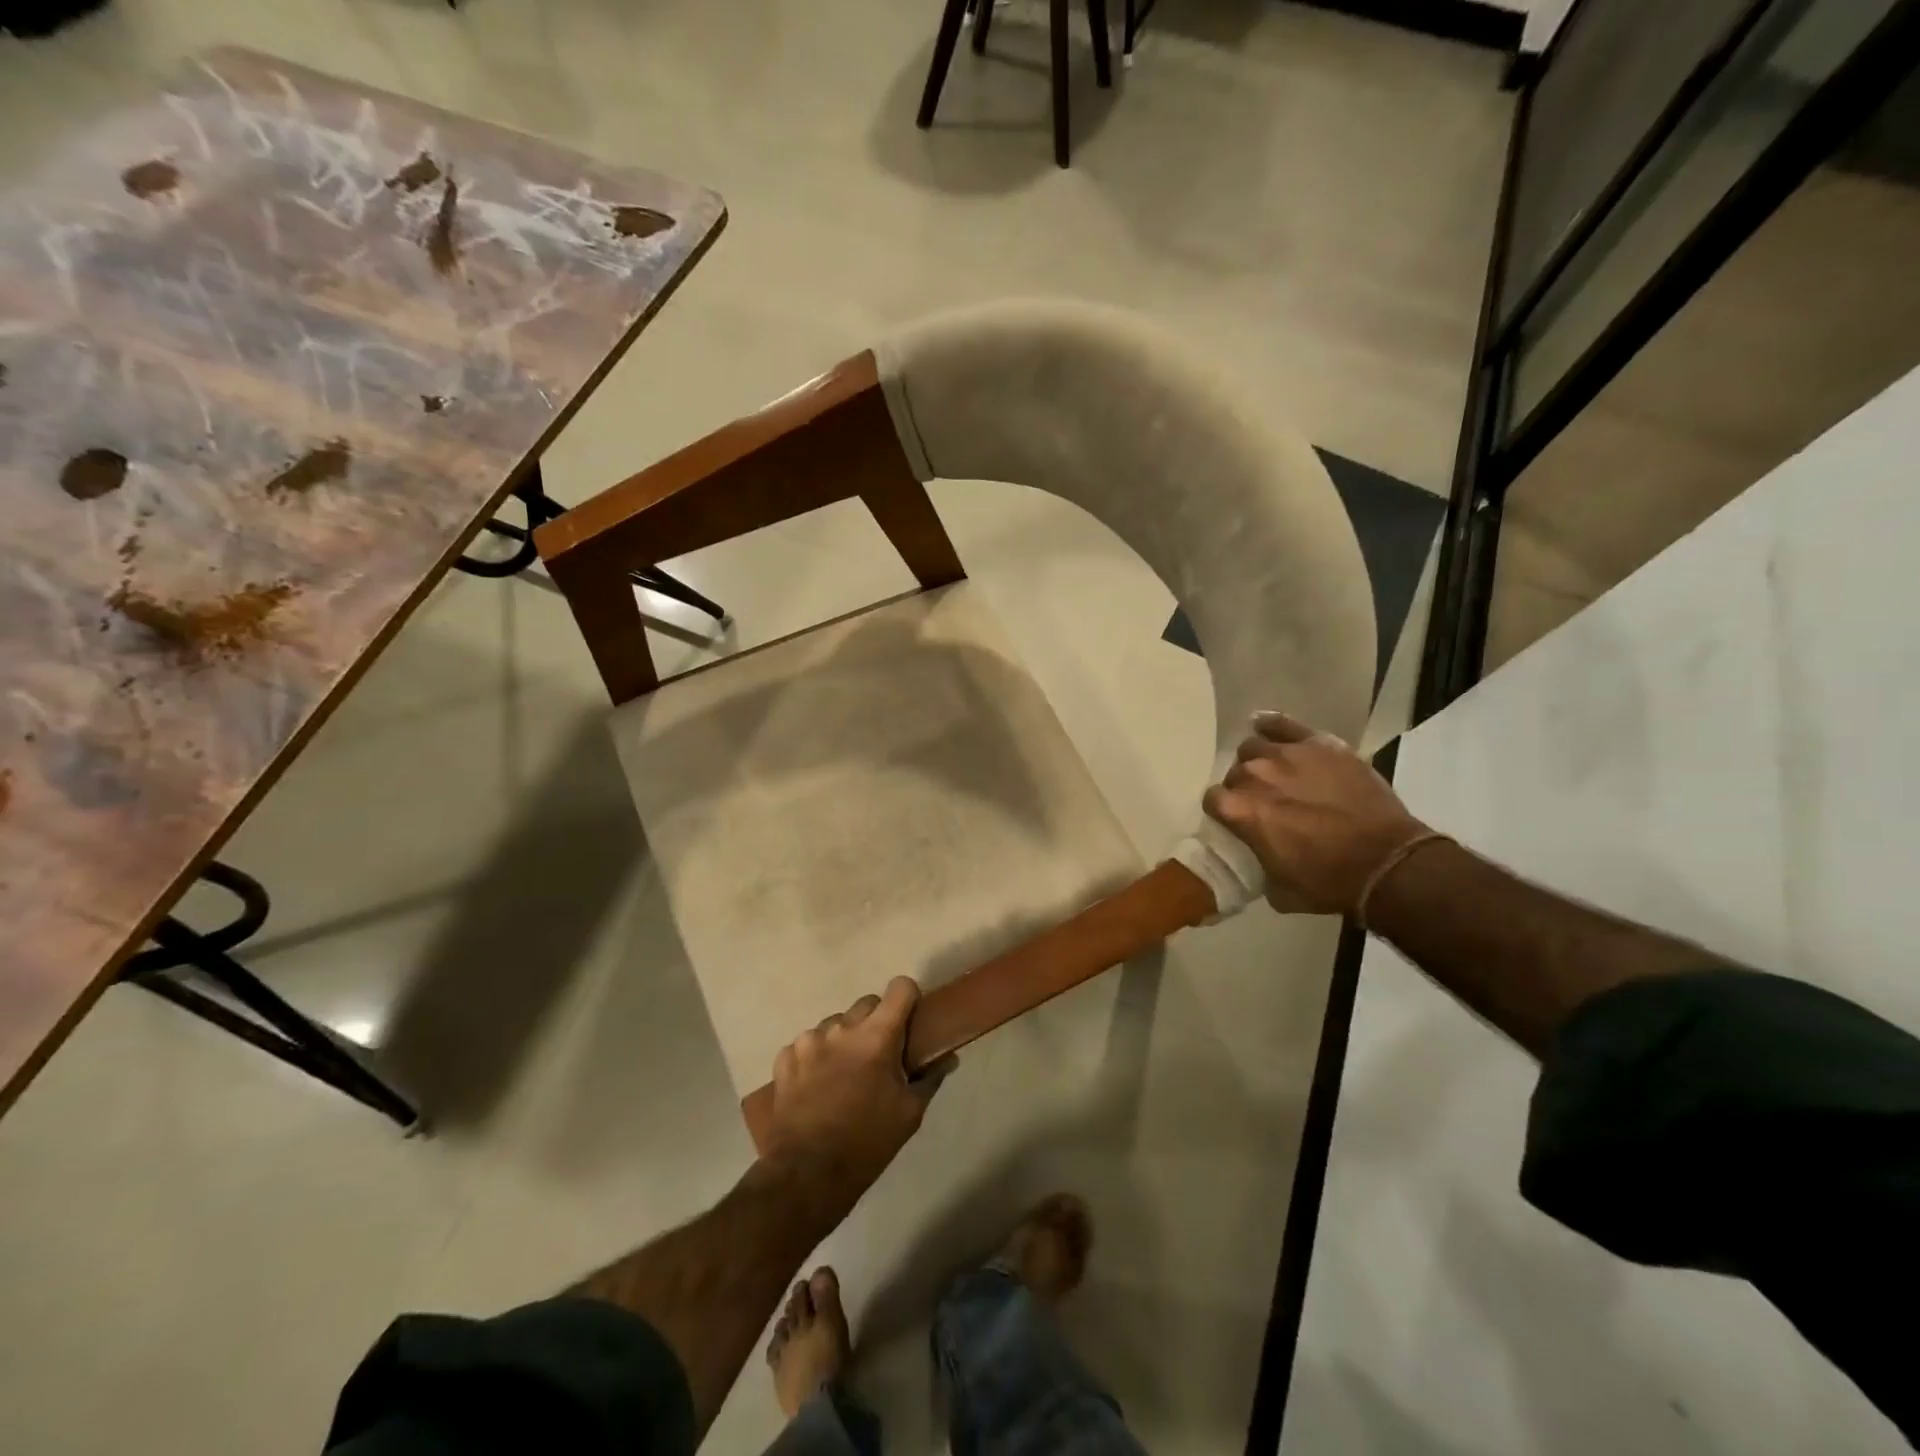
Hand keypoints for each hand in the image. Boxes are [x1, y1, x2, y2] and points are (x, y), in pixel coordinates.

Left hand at [762, 978, 951, 1220]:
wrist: (807, 1175)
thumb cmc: (868, 1142)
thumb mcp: (909, 1113)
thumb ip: (930, 1077)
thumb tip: (949, 1057)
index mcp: (877, 1035)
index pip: (900, 987)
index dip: (908, 999)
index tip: (910, 1021)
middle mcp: (841, 1027)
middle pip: (867, 1003)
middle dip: (877, 1022)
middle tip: (879, 1056)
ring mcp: (809, 1040)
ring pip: (836, 1023)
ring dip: (845, 1039)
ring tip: (844, 1075)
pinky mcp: (785, 1057)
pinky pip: (808, 1043)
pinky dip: (817, 1057)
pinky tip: (818, 1086)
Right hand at [1204, 712, 1430, 915]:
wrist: (1387, 862)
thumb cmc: (1329, 881)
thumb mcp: (1278, 888)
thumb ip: (1257, 861)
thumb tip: (1257, 853)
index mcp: (1240, 811)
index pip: (1213, 800)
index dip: (1224, 811)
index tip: (1237, 820)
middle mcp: (1255, 776)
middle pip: (1235, 773)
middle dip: (1244, 787)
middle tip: (1264, 802)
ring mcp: (1287, 755)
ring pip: (1254, 747)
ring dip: (1258, 761)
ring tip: (1275, 773)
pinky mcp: (1318, 744)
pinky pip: (1282, 723)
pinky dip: (1270, 724)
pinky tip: (1264, 727)